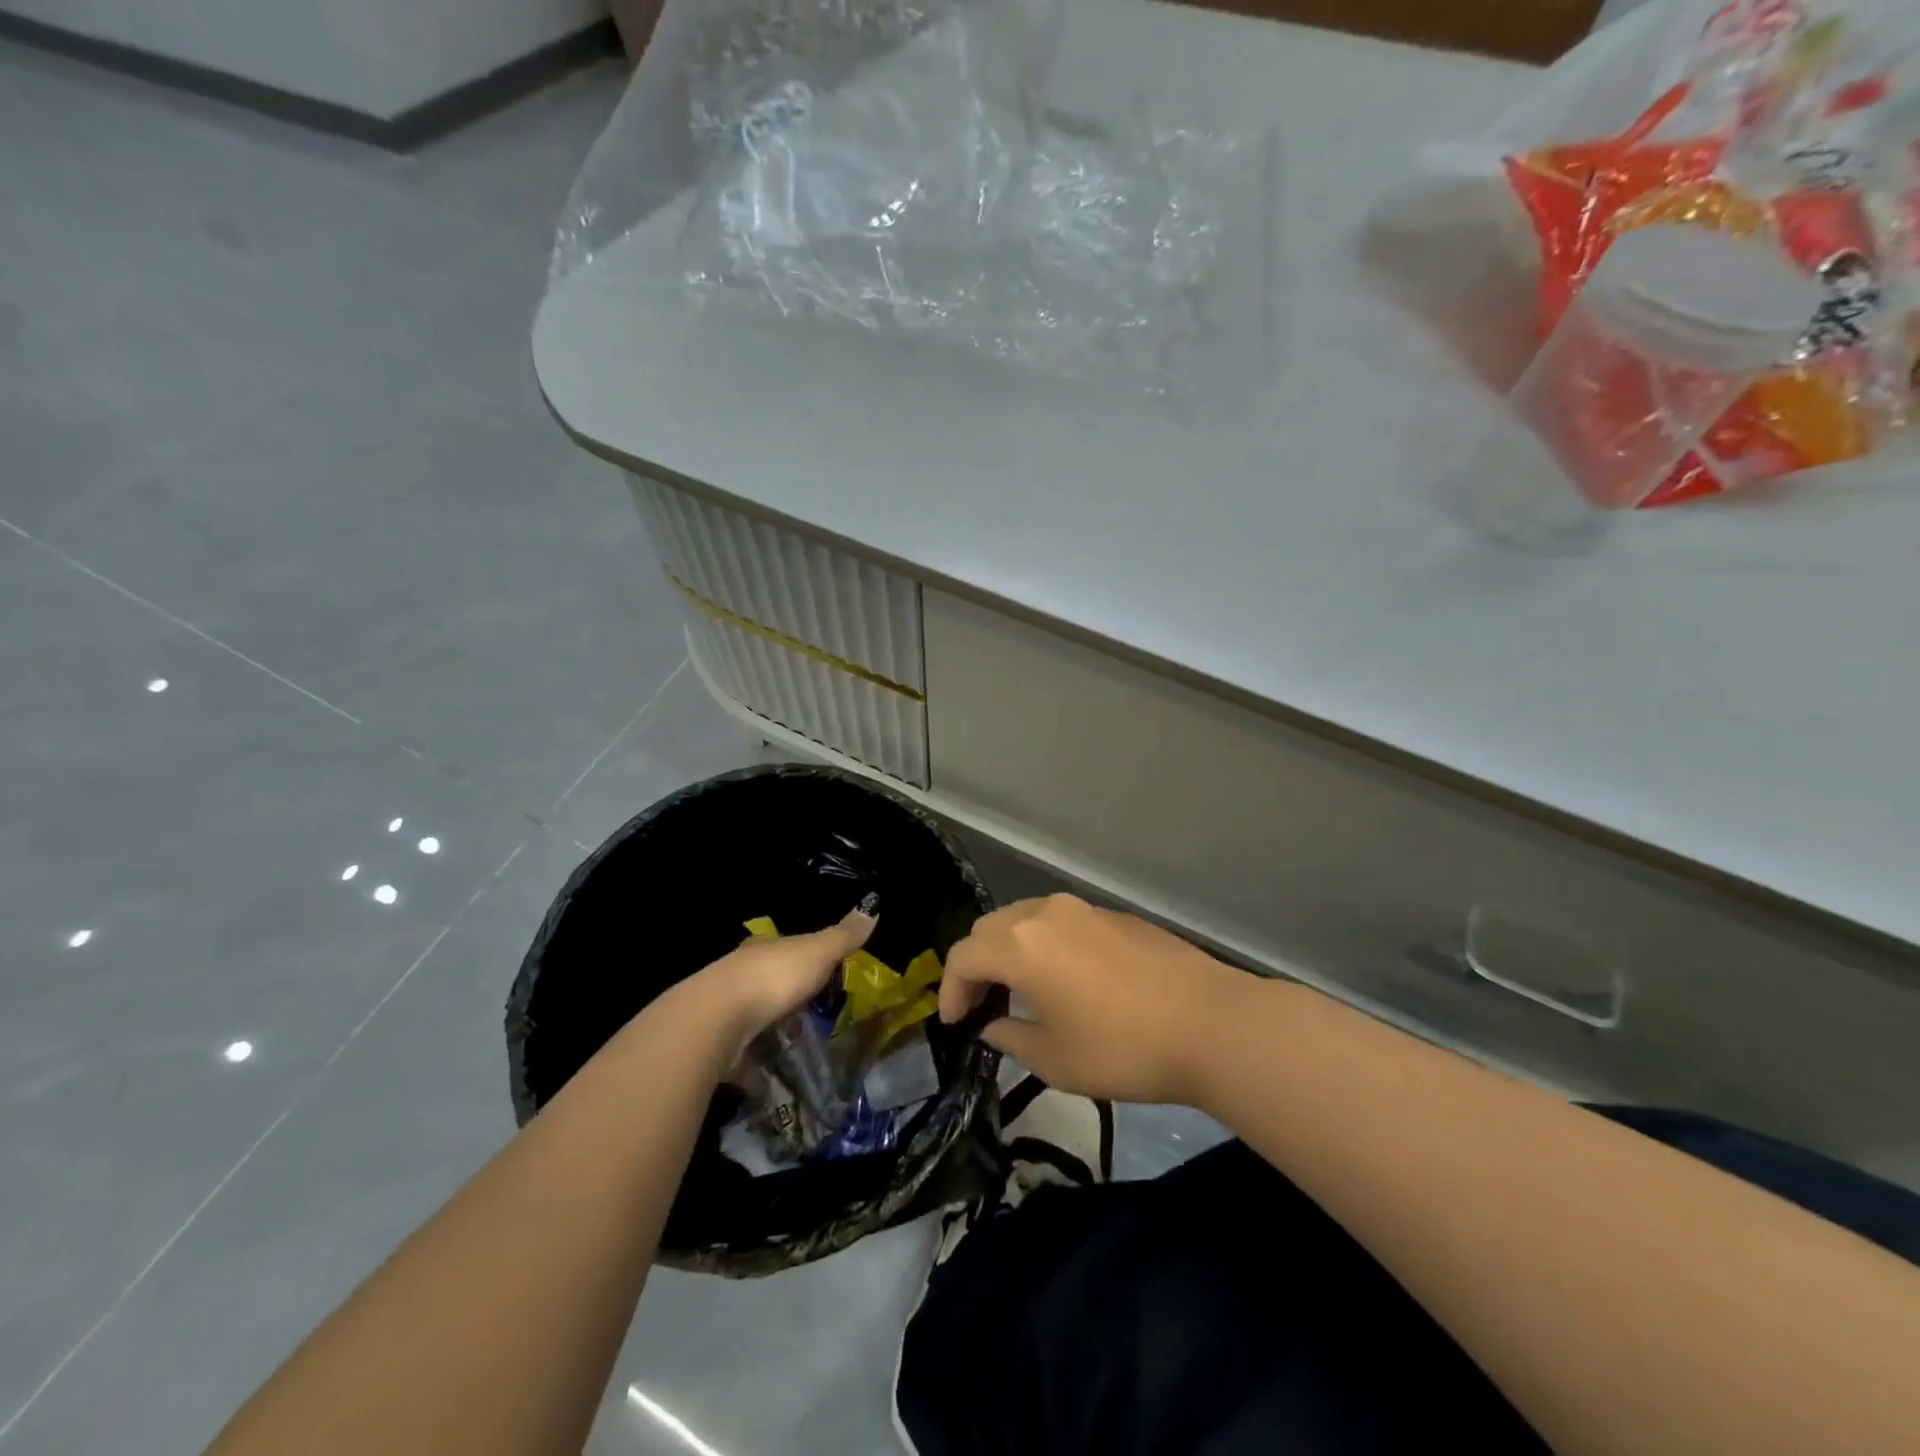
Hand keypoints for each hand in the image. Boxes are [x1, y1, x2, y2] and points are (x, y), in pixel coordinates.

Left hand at [688, 906, 876, 1056]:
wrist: (717, 1021)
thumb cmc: (773, 977)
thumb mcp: (817, 952)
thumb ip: (843, 936)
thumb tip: (871, 908)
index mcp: (764, 950)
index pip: (785, 949)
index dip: (803, 959)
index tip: (821, 975)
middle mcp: (741, 976)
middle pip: (769, 984)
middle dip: (788, 999)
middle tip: (814, 1017)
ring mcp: (726, 1014)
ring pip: (755, 1021)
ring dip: (772, 1033)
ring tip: (799, 1051)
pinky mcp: (719, 1049)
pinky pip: (744, 1061)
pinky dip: (758, 1072)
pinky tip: (774, 1084)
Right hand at [939, 894, 1247, 1104]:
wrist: (1211, 1023)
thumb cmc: (1123, 1048)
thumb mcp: (1056, 1059)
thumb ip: (1012, 1037)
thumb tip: (993, 1025)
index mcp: (1021, 944)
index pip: (963, 956)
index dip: (950, 989)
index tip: (954, 1022)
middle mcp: (1045, 914)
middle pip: (990, 929)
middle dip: (976, 965)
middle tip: (980, 1004)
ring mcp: (1084, 909)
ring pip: (1026, 919)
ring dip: (1010, 951)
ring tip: (1019, 989)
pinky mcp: (1115, 915)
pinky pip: (1061, 923)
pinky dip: (1045, 945)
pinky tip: (1066, 979)